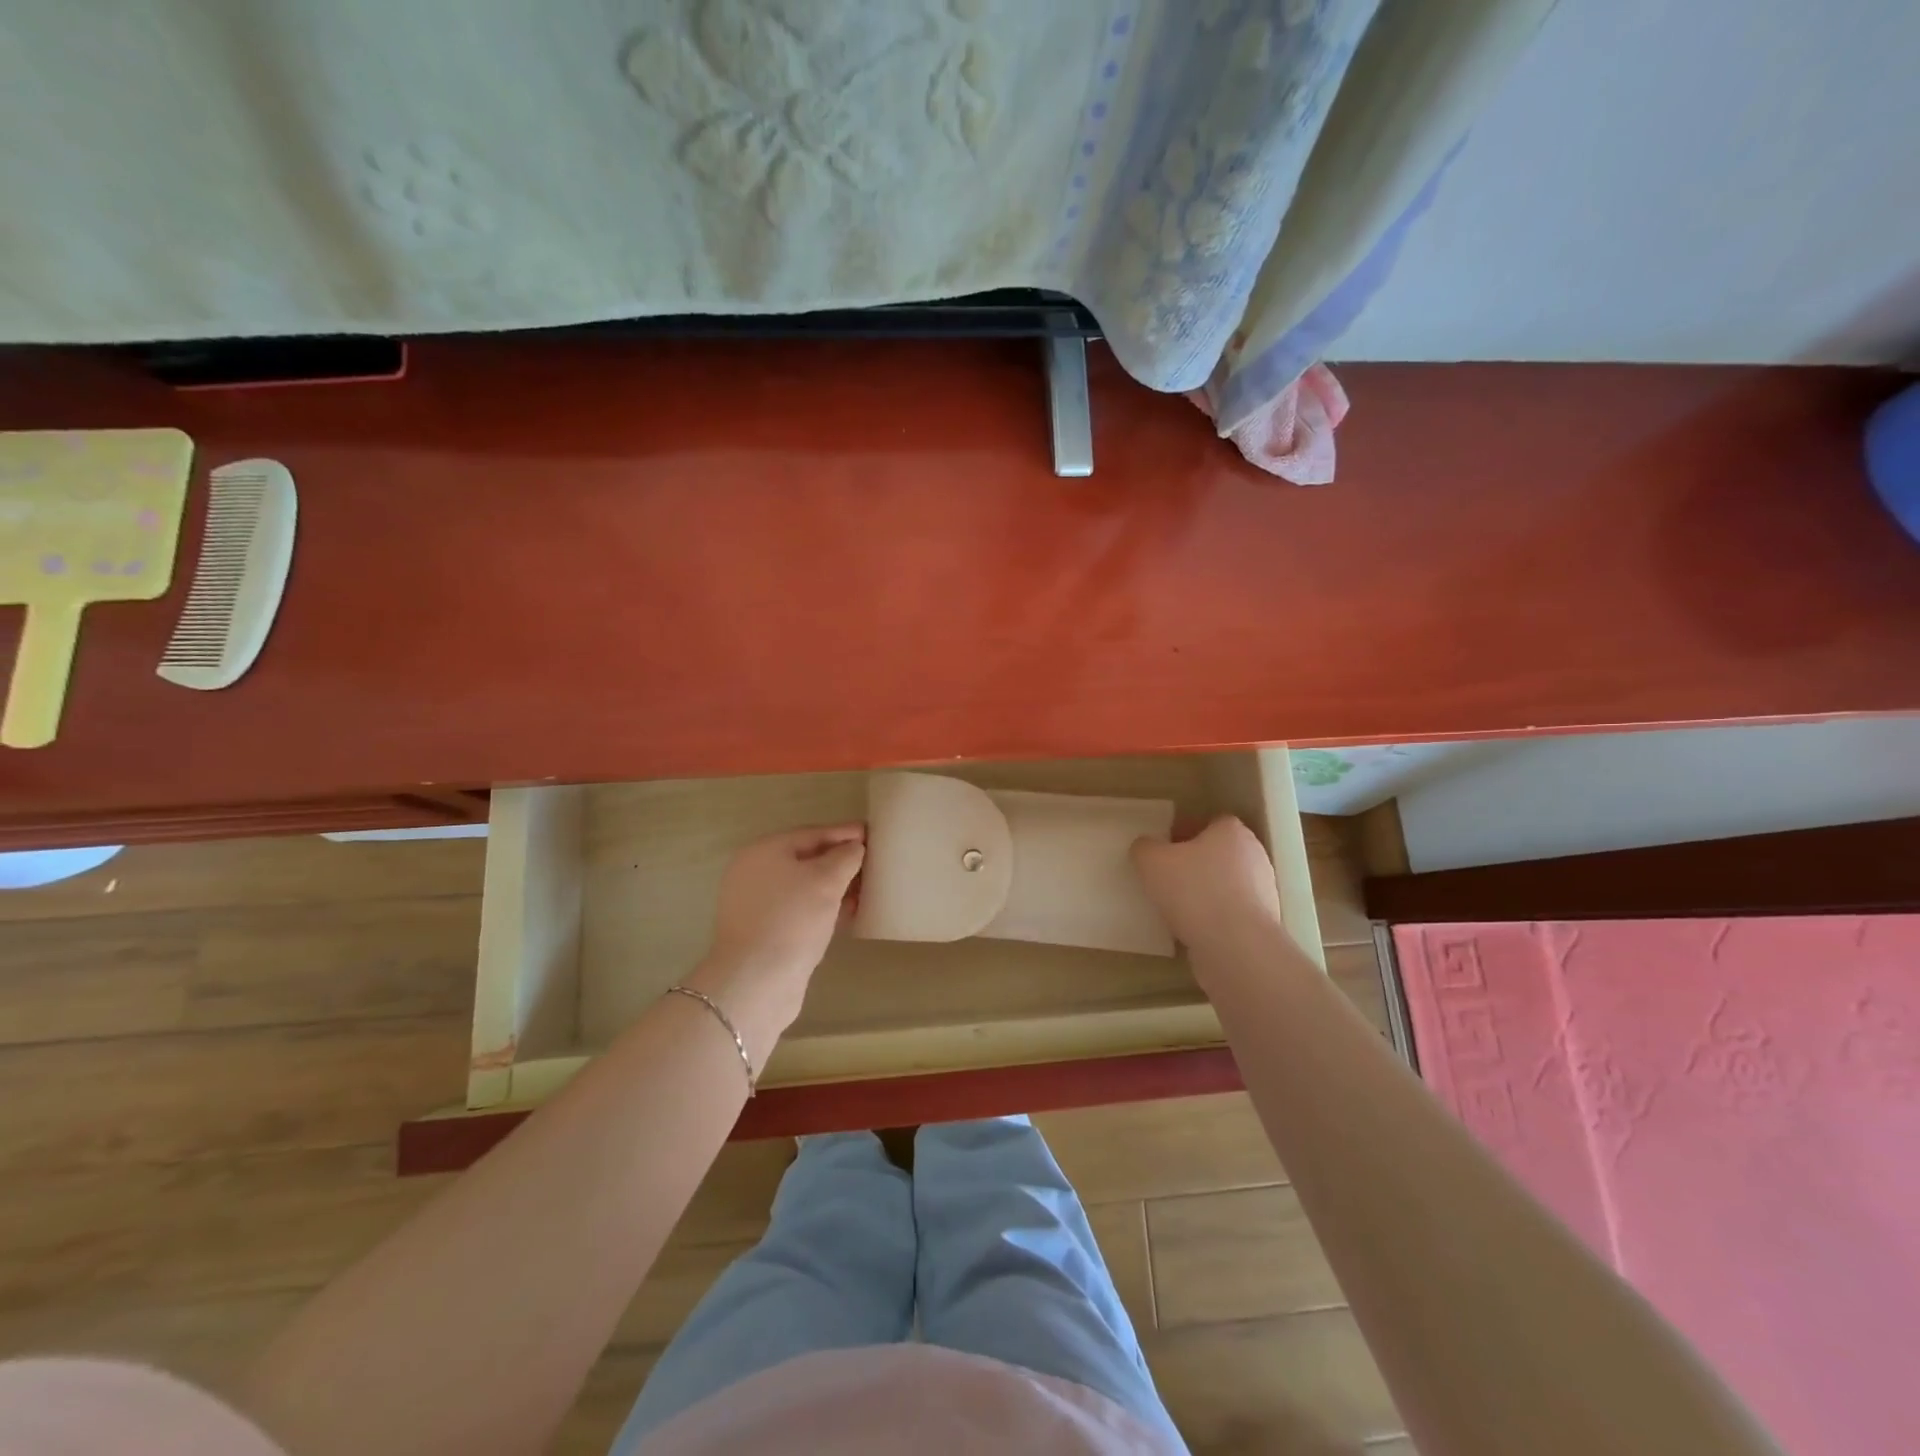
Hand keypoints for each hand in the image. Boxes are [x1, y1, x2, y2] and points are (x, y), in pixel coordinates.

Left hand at [690, 824, 865, 1059]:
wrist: (756, 982)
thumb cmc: (792, 919)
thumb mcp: (827, 880)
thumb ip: (845, 857)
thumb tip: (854, 848)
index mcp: (764, 851)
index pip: (812, 833)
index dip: (845, 833)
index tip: (873, 834)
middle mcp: (755, 873)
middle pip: (806, 859)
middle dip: (841, 862)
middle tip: (874, 864)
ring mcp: (756, 905)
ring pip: (804, 887)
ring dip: (835, 888)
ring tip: (866, 890)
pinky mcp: (764, 933)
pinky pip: (800, 911)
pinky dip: (823, 909)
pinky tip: (848, 914)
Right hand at [1131, 815, 1283, 955]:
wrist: (1235, 947)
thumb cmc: (1194, 891)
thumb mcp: (1152, 862)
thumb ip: (1145, 848)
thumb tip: (1146, 846)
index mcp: (1232, 832)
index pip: (1211, 822)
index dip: (1187, 831)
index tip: (1167, 846)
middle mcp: (1254, 856)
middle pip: (1220, 852)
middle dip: (1196, 861)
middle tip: (1167, 874)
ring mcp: (1263, 891)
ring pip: (1226, 883)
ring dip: (1205, 890)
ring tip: (1176, 905)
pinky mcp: (1261, 923)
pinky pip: (1231, 911)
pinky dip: (1213, 916)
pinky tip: (1192, 928)